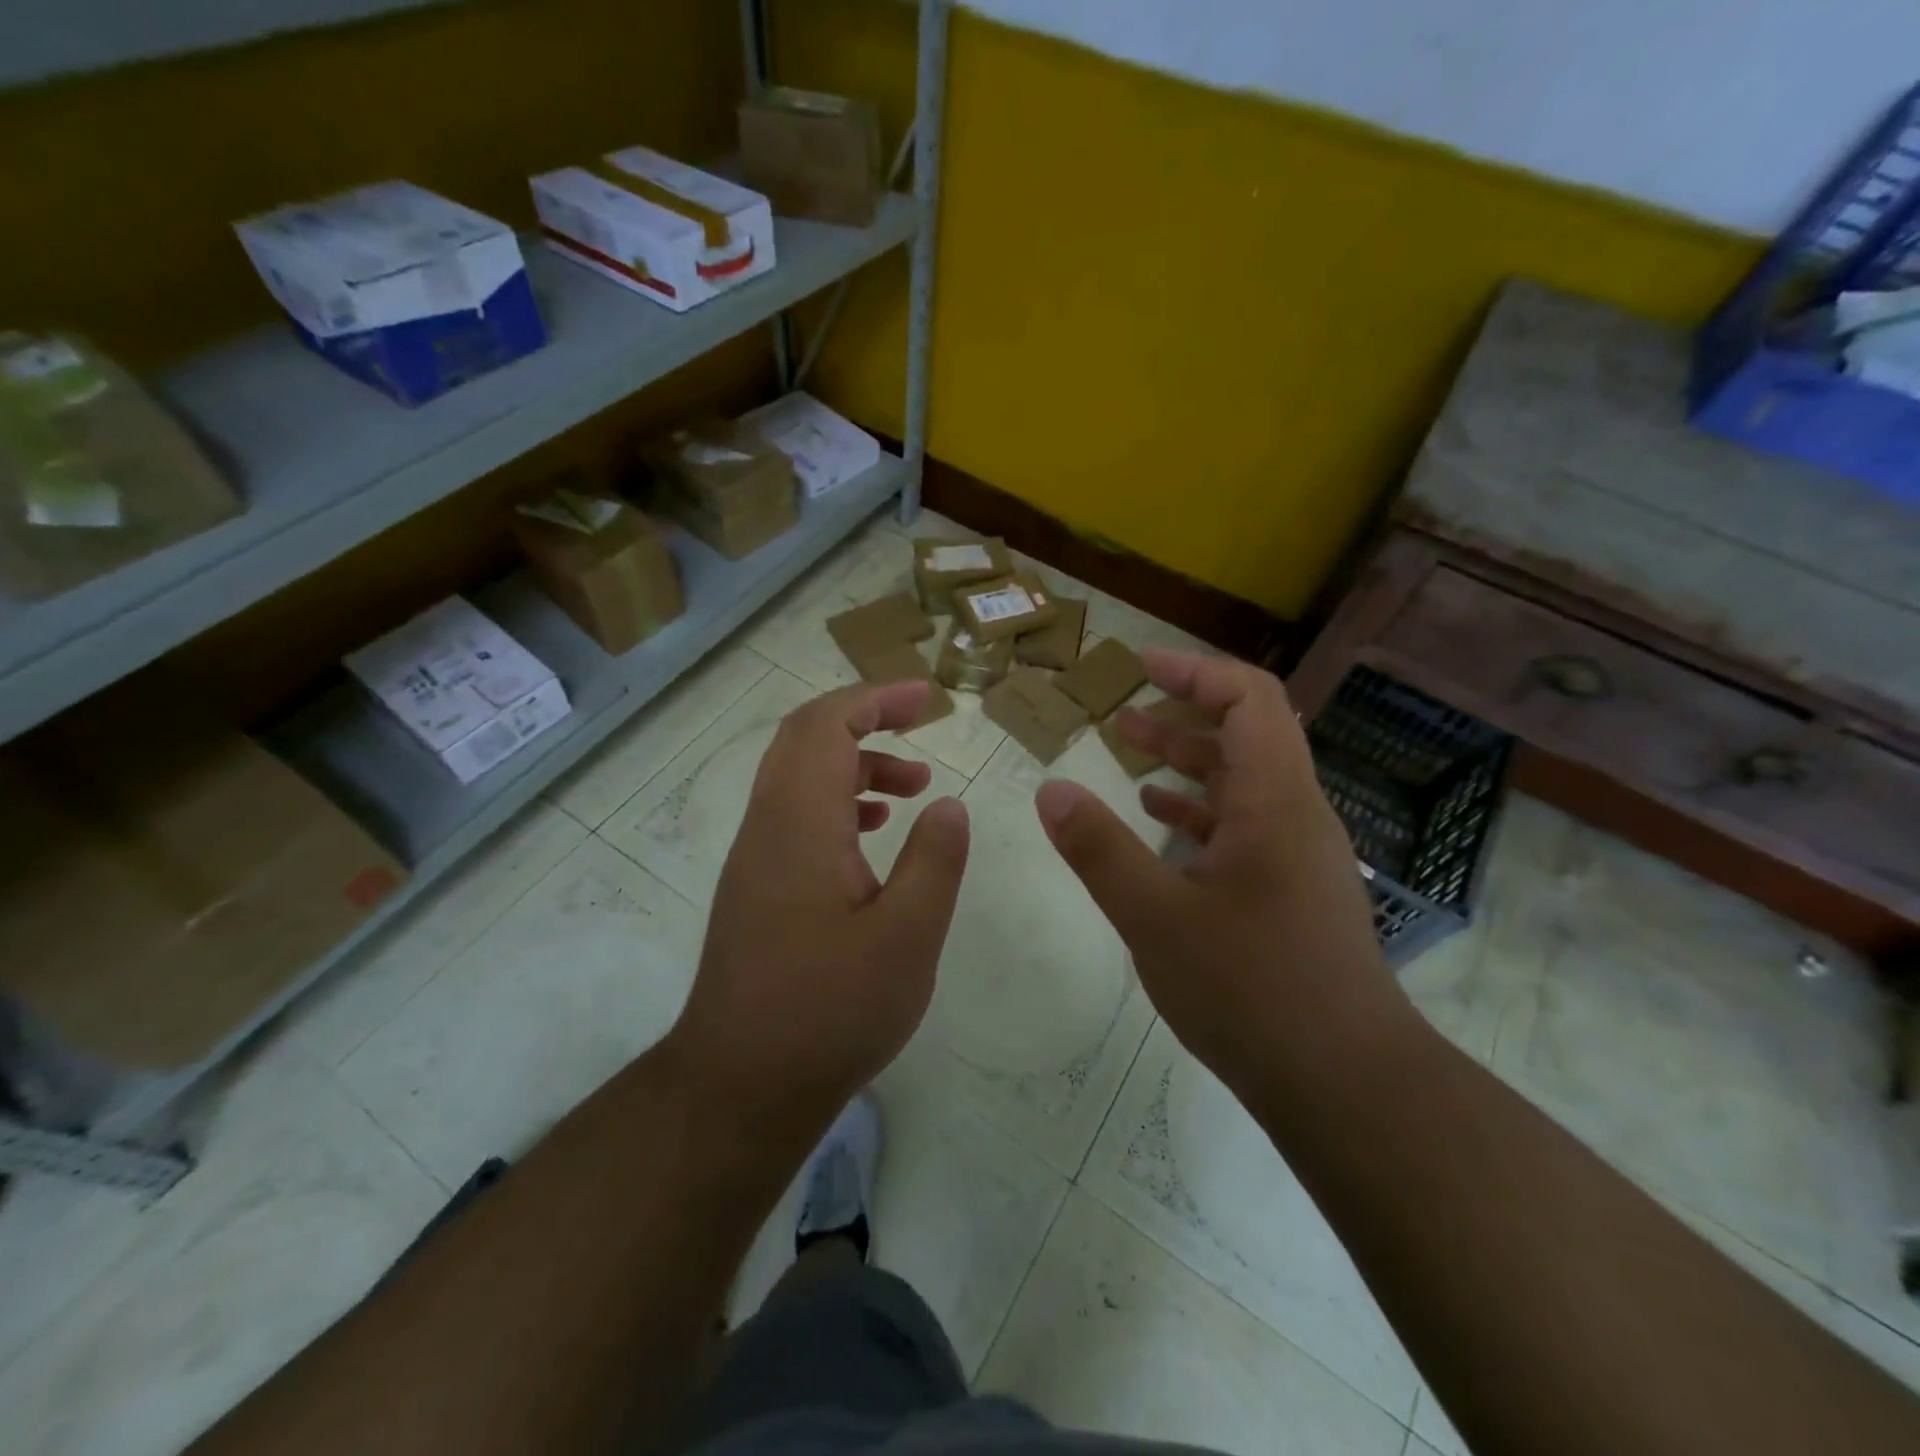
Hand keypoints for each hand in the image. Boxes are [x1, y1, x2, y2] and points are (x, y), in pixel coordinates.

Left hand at [664, 680, 969, 1146]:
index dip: (877, 698)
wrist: (741, 1085)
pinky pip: (795, 815)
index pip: (827, 724)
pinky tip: (872, 835)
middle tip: (922, 725)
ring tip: (914, 787)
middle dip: (866, 718)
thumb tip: (948, 806)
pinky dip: (837, 801)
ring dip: (855, 763)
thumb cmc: (830, 1010)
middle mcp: (767, 826)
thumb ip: (935, 860)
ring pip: (799, 776)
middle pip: (805, 738)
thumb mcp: (908, 936)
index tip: (928, 700)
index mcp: (800, 823)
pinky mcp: (755, 887)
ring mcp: (755, 857)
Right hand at [1034, 651, 1407, 1105]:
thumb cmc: (1252, 990)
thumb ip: (1099, 850)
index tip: (1141, 666)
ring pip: (1242, 784)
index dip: (1196, 672)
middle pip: (1246, 736)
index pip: (1251, 700)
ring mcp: (1297, 856)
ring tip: (1128, 755)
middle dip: (1181, 715)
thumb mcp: (1156, 917)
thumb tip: (1052, 790)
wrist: (1346, 1084)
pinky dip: (1199, 811)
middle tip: (1121, 713)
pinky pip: (1244, 827)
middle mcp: (1295, 816)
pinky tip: (1159, 822)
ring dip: (1187, 763)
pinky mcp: (1291, 892)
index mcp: (1275, 801)